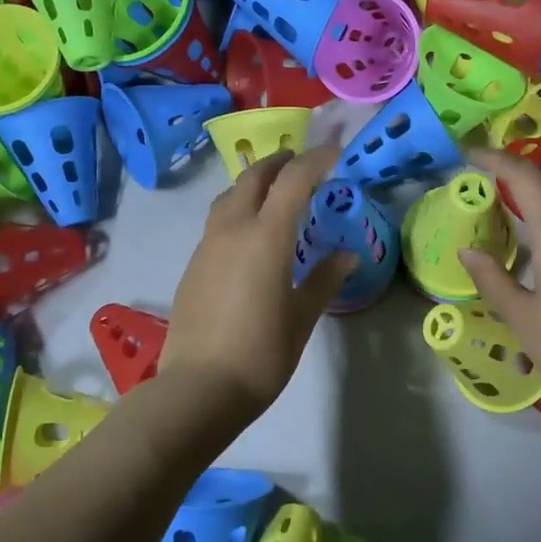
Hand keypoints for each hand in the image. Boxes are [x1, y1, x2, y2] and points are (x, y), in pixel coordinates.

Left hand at [160, 145, 354, 414]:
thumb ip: (325, 279)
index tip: (334, 153)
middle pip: (254, 178)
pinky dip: (238, 209)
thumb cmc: (262, 353)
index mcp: (266, 237)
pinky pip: (217, 221)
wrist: (199, 388)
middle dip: (279, 163)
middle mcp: (232, 230)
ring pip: (229, 196)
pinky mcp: (193, 265)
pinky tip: (249, 233)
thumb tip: (347, 255)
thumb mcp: (302, 316)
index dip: (315, 160)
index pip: (293, 180)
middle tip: (301, 164)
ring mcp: (207, 246)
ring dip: (253, 183)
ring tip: (274, 192)